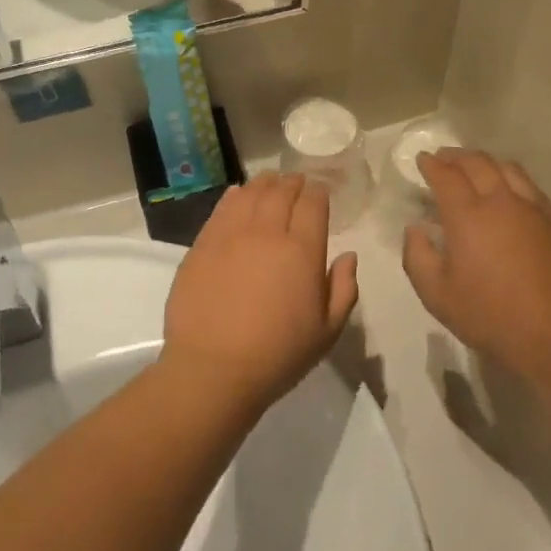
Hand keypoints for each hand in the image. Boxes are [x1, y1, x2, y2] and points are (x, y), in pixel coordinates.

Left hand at [161, 173, 358, 417]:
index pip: (313, 204)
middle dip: (293, 183)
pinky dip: (234, 196)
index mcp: (302, 251)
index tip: (320, 192)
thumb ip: (343, 289)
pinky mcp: (203, 244)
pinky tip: (238, 194)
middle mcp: (267, 232)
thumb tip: (348, 256)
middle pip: (281, 191)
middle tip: (296, 182)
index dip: (318, 192)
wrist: (213, 369)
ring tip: (270, 182)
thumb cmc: (277, 355)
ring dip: (264, 183)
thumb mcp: (327, 332)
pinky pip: (222, 208)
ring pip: (251, 194)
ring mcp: (231, 235)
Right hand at [402, 150, 550, 383]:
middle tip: (444, 157)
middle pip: (477, 163)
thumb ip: (417, 256)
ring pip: (508, 168)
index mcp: (468, 215)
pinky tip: (510, 190)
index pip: (446, 176)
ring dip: (486, 161)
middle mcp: (501, 201)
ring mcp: (534, 209)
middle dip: (456, 156)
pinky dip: (512, 178)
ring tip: (476, 166)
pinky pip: (531, 187)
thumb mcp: (436, 295)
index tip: (422, 159)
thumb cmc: (491, 316)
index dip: (431, 164)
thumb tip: (416, 228)